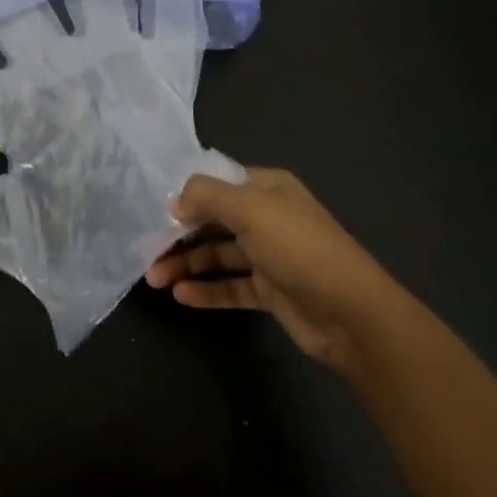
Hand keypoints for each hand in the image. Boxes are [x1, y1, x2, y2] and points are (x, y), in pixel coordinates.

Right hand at [145, 168, 391, 373]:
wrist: (351, 313)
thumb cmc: (298, 248)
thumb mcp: (251, 209)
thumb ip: (207, 196)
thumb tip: (175, 201)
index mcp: (268, 188)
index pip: (218, 183)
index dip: (187, 194)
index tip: (153, 209)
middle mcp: (268, 217)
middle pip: (214, 220)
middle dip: (179, 234)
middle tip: (145, 250)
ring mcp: (270, 255)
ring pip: (218, 255)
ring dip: (187, 264)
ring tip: (154, 279)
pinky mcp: (270, 291)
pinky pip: (231, 286)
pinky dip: (207, 289)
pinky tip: (181, 296)